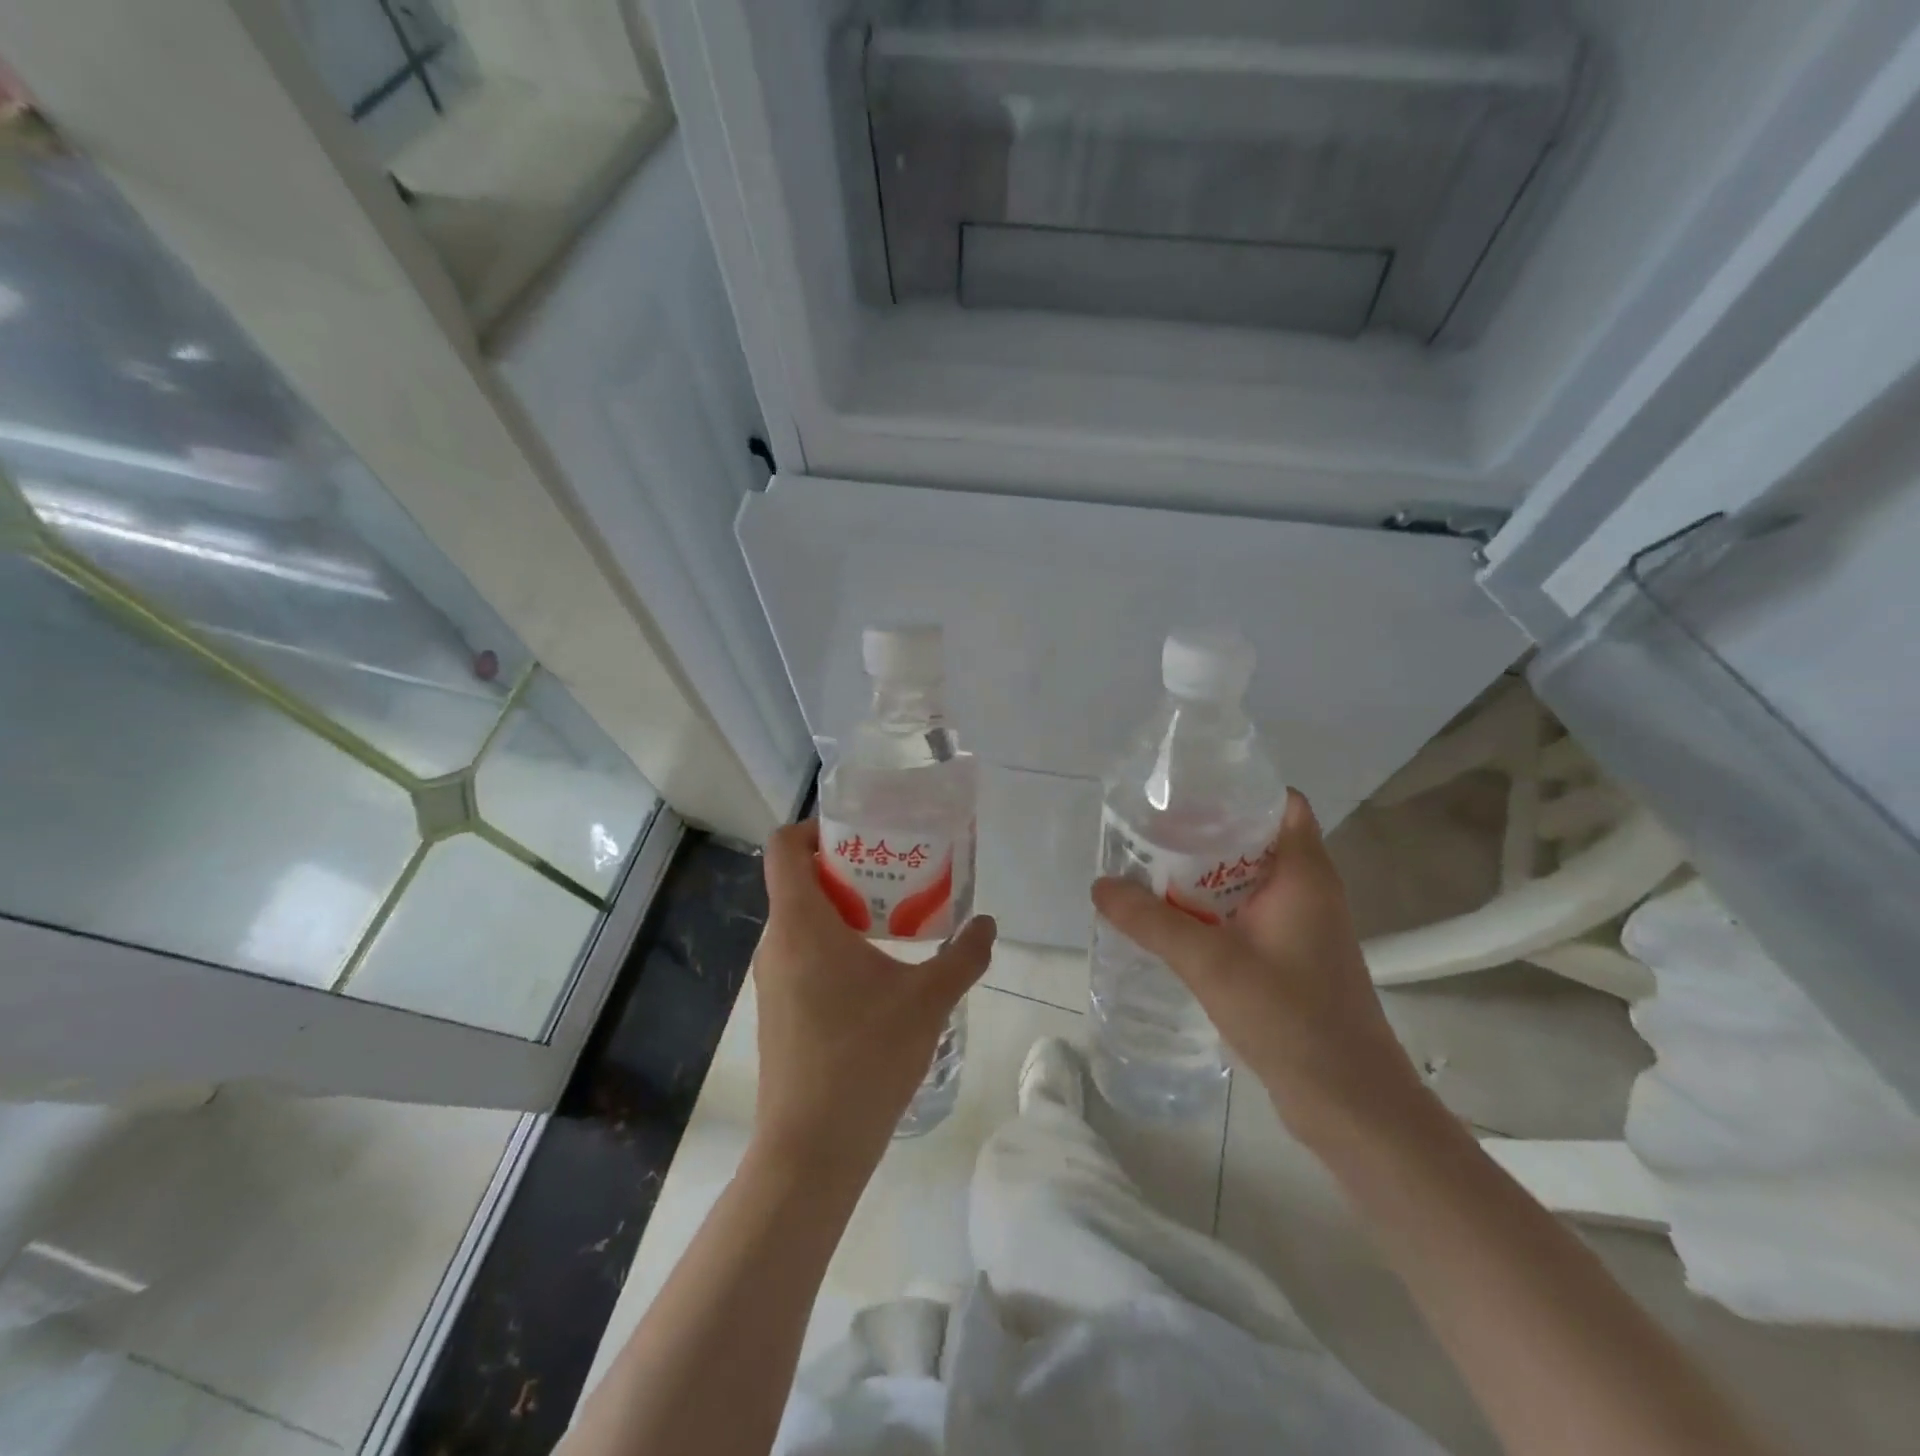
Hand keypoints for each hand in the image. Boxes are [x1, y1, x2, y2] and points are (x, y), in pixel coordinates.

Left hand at [751, 820, 995, 1180]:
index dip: (814, 827)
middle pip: (797, 881)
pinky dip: (832, 945)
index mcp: (801, 923)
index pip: (784, 847)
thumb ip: (963, 955)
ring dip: (842, 910)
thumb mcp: (928, 1000)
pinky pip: (799, 954)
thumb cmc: (865, 1058)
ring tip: (893, 920)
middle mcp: (776, 943)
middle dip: (845, 869)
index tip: (861, 834)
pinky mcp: (777, 1010)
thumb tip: (987, 924)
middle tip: (895, 874)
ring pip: (800, 920)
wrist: (811, 1150)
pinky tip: (875, 975)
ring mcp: (771, 979)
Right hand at [1091, 790, 1424, 1143]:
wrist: (1349, 1102)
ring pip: (1250, 879)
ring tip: (1151, 868)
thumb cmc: (1290, 1017)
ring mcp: (1303, 926)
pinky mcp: (1293, 957)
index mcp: (1304, 873)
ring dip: (1206, 874)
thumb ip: (1152, 921)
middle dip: (1205, 831)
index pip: (1282, 803)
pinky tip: (1175, 920)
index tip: (1186, 792)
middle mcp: (1309, 890)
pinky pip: (1249, 913)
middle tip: (1150, 830)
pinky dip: (1215, 908)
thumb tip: (1099, 885)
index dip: (1239, 789)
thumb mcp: (1210, 962)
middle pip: (1257, 838)